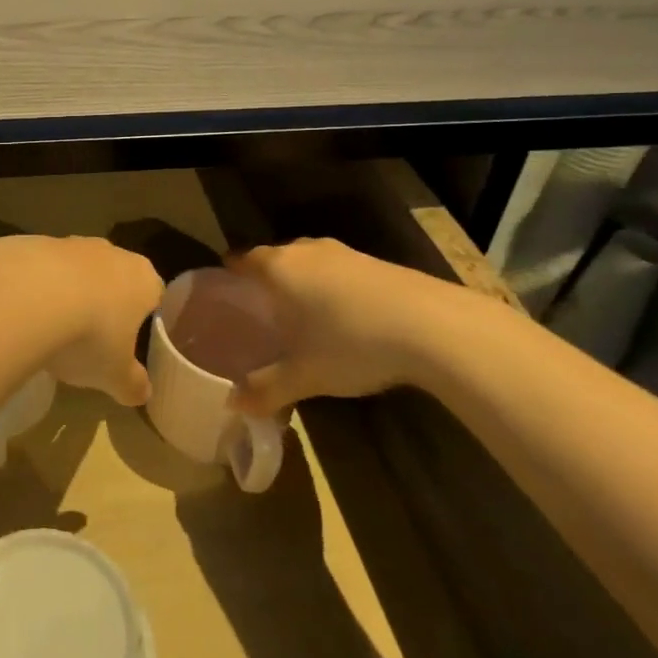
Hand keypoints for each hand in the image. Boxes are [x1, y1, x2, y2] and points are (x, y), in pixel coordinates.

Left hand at [40, 235, 160, 407]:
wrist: (28, 296)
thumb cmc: (89, 336)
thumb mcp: (115, 375)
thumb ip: (133, 385)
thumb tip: (143, 394)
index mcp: (144, 280)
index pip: (156, 294)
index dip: (146, 317)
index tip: (134, 339)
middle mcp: (113, 253)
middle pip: (117, 278)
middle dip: (107, 303)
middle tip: (94, 338)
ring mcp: (74, 243)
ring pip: (80, 270)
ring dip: (72, 292)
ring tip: (56, 329)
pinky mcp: (38, 242)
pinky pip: (45, 269)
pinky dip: (40, 287)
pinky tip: (27, 313)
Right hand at [227, 237, 483, 413]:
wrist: (432, 326)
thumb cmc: (351, 343)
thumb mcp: (305, 376)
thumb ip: (266, 389)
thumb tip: (233, 406)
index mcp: (279, 268)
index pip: (243, 259)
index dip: (231, 272)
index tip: (225, 287)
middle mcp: (306, 251)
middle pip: (276, 257)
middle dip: (267, 278)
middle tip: (260, 307)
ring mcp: (344, 253)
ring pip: (310, 261)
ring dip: (303, 281)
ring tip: (301, 312)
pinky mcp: (376, 262)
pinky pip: (339, 269)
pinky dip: (333, 286)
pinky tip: (344, 315)